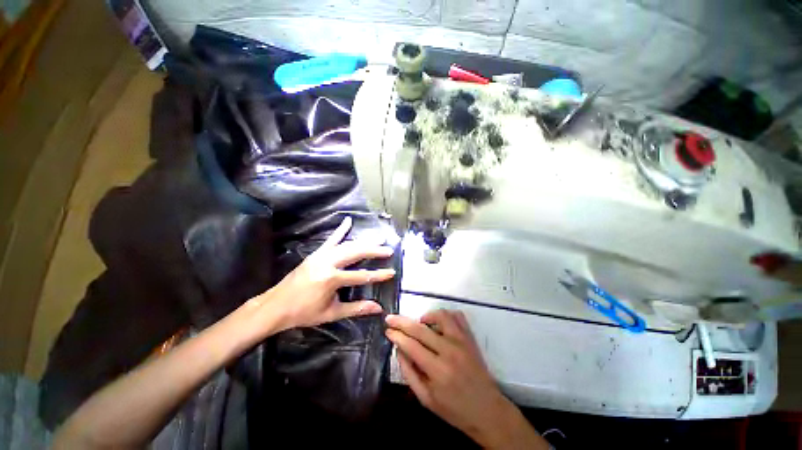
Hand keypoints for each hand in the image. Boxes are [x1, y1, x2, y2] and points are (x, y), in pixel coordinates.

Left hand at [250, 217, 395, 333]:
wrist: (275, 307)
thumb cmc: (303, 313)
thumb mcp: (332, 313)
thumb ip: (356, 308)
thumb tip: (378, 308)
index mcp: (331, 279)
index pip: (361, 275)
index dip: (378, 275)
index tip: (392, 272)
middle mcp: (327, 263)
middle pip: (356, 253)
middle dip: (374, 251)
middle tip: (388, 249)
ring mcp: (321, 256)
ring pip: (347, 245)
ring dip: (364, 241)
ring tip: (378, 238)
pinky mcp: (316, 254)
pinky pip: (330, 240)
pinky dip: (340, 230)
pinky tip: (348, 221)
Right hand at [385, 310, 547, 449]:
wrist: (487, 411)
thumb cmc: (454, 410)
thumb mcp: (426, 399)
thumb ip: (409, 372)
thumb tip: (399, 349)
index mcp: (438, 370)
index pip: (411, 345)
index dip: (396, 335)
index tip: (387, 329)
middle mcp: (450, 351)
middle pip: (421, 328)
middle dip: (402, 321)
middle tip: (390, 318)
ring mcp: (462, 341)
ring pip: (440, 316)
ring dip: (426, 316)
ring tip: (420, 325)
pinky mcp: (470, 338)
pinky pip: (457, 316)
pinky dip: (444, 315)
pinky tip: (438, 323)